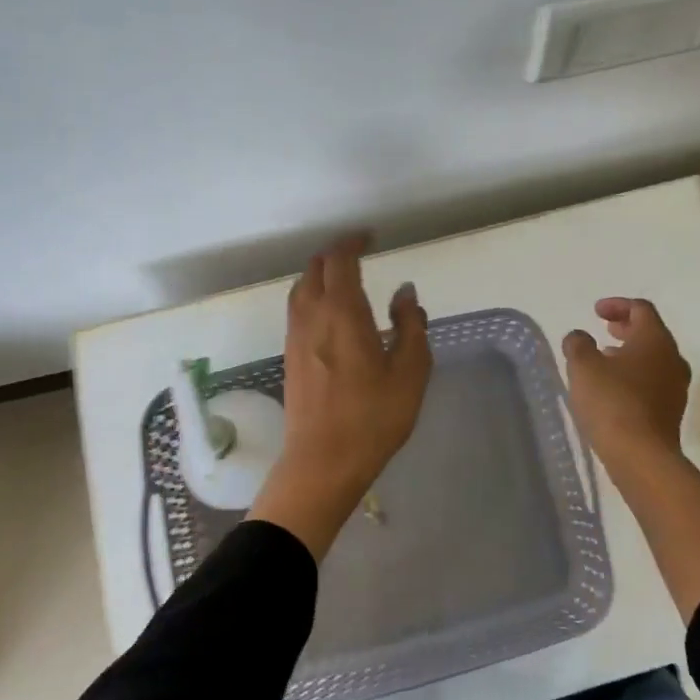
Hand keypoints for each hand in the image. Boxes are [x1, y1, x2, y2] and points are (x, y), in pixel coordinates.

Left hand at [250, 235, 431, 557]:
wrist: (323, 462)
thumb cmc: (373, 417)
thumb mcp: (410, 372)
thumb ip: (410, 325)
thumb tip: (404, 292)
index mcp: (342, 312)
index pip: (340, 260)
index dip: (353, 242)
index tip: (370, 237)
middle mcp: (311, 316)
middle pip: (315, 269)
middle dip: (336, 255)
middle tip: (359, 255)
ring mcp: (295, 337)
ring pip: (301, 289)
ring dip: (320, 276)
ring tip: (344, 281)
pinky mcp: (289, 357)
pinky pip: (298, 311)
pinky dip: (313, 297)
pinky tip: (331, 316)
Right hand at [562, 298, 691, 468]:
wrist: (641, 456)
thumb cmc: (612, 402)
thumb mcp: (583, 367)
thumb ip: (578, 344)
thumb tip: (579, 336)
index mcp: (655, 340)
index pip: (641, 309)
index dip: (617, 305)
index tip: (596, 311)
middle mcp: (672, 358)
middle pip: (651, 333)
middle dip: (625, 328)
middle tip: (604, 329)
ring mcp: (676, 386)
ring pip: (653, 359)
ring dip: (630, 353)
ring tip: (605, 359)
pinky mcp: (671, 411)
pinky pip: (653, 381)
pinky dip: (634, 375)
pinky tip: (614, 388)